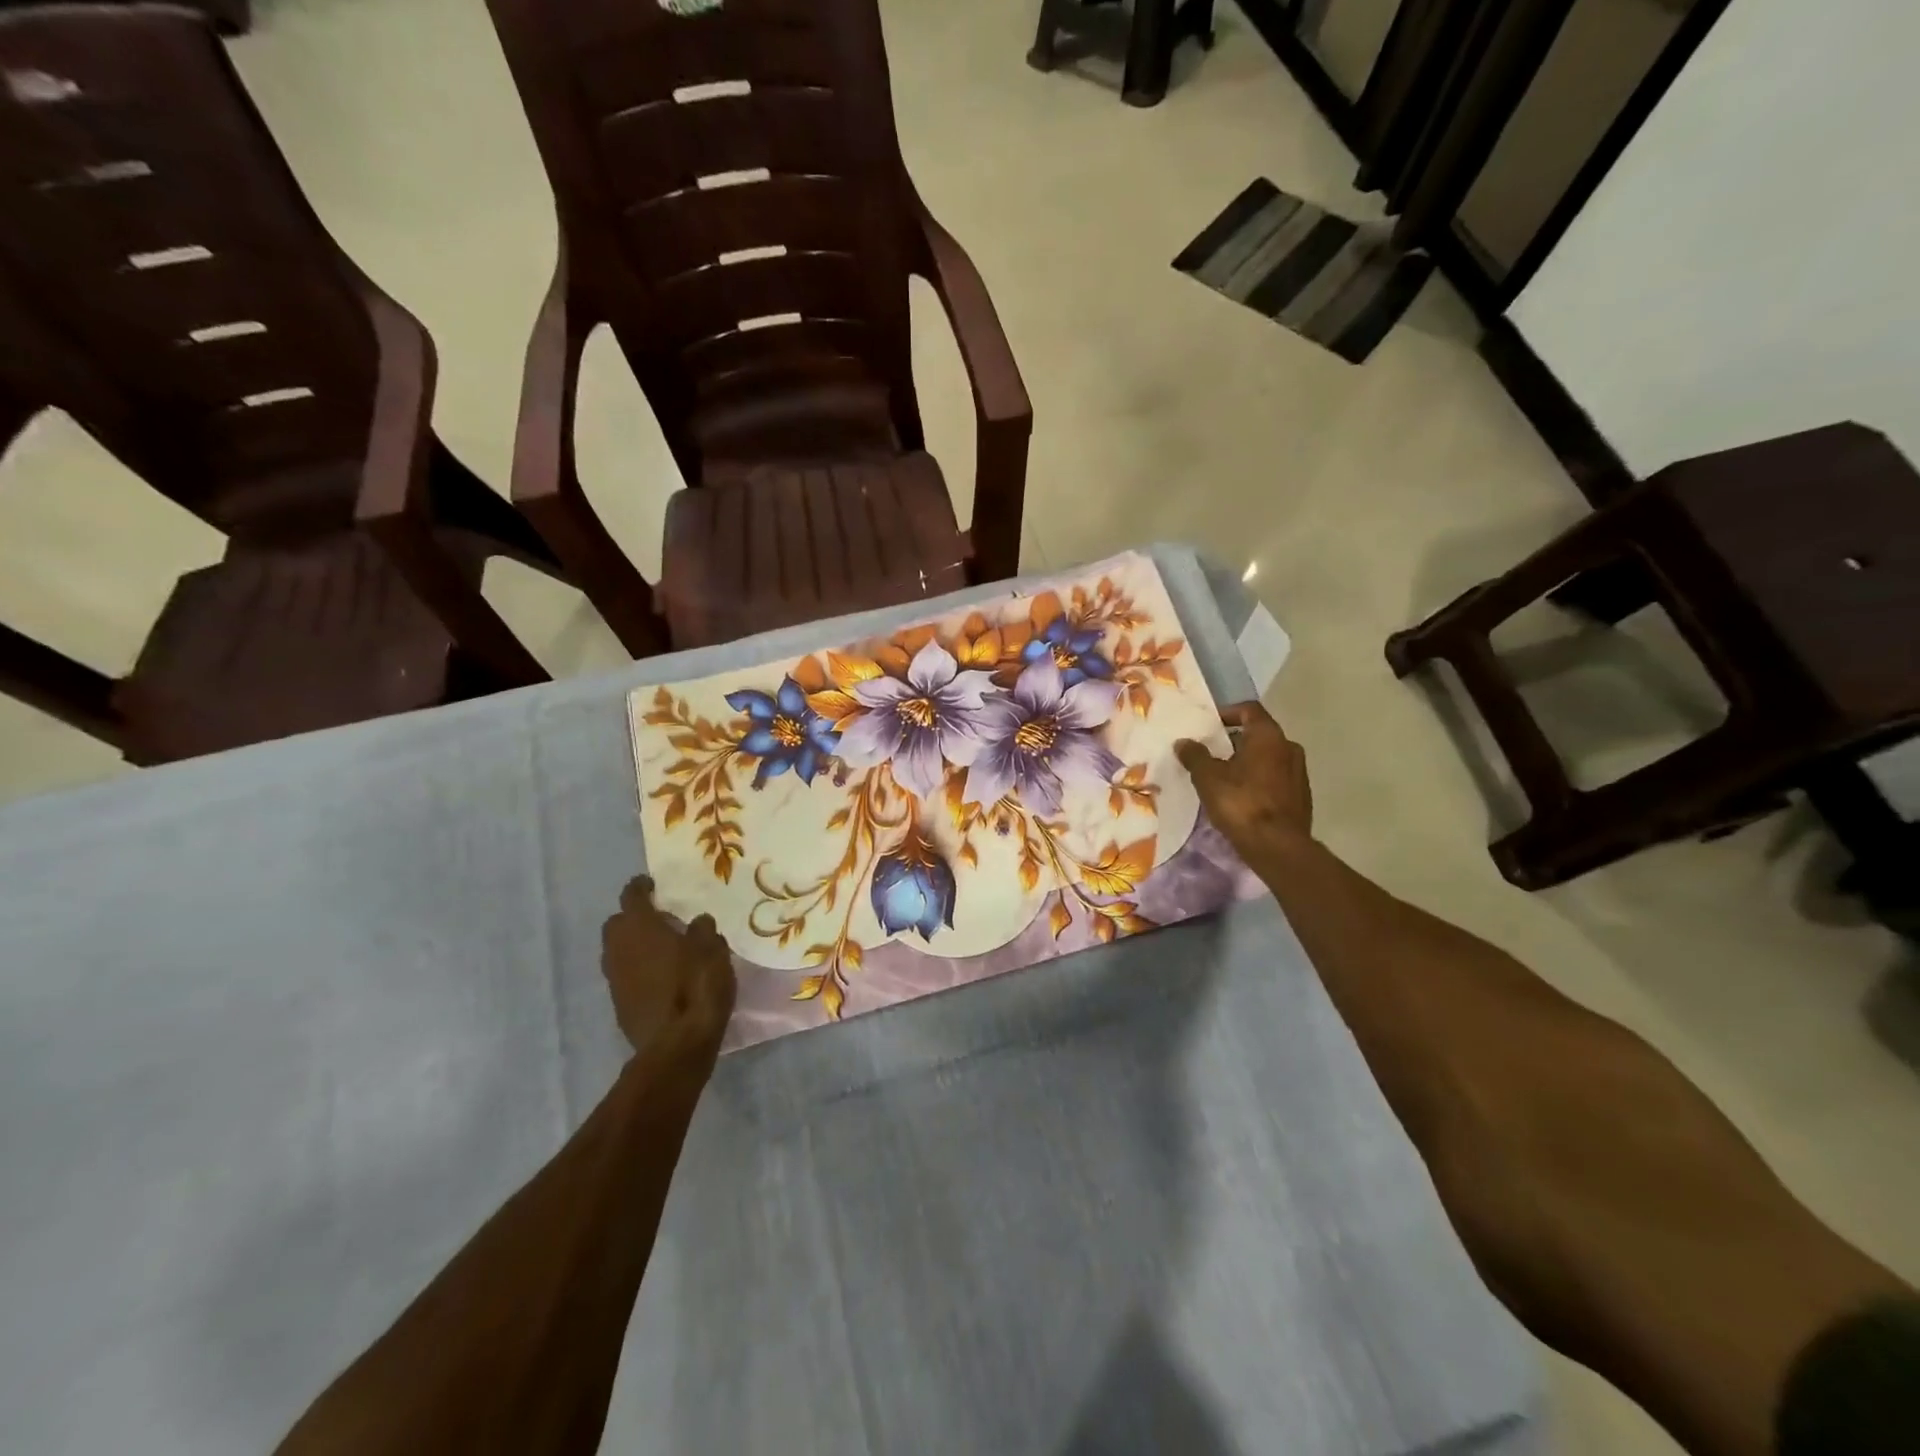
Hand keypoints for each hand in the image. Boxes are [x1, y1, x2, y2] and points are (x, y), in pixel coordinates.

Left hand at [602, 875, 735, 1061]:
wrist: (677, 1044)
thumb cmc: (697, 986)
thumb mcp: (713, 949)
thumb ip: (703, 930)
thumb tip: (697, 921)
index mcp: (640, 927)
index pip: (632, 895)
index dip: (641, 887)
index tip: (653, 884)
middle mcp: (619, 948)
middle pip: (617, 923)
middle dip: (632, 917)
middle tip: (659, 919)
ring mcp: (615, 978)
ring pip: (617, 950)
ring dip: (633, 945)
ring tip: (660, 949)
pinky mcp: (618, 1003)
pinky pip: (623, 975)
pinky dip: (636, 970)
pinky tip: (658, 977)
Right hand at [1174, 702, 1312, 857]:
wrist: (1277, 846)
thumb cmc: (1241, 803)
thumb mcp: (1208, 778)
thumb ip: (1195, 756)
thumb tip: (1184, 742)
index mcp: (1268, 736)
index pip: (1249, 710)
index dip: (1228, 713)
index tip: (1209, 726)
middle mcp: (1289, 748)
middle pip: (1259, 734)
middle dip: (1234, 740)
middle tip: (1211, 752)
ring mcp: (1299, 773)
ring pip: (1269, 757)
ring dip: (1247, 761)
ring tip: (1223, 776)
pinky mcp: (1301, 796)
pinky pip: (1275, 778)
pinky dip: (1258, 780)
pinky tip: (1241, 797)